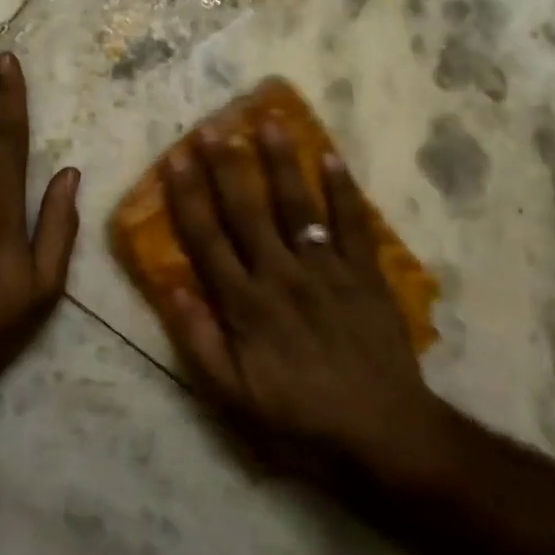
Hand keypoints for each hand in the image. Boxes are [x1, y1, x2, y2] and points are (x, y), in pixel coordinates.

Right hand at [159, 121, 445, 487]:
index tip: (176, 157)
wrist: (383, 432)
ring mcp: (327, 270)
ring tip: (269, 121)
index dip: (188, 195)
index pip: (207, 238)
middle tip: (212, 125)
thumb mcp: (234, 396)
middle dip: (226, 165)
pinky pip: (352, 224)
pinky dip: (343, 189)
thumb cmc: (300, 416)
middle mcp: (281, 275)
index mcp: (246, 304)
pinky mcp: (365, 274)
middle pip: (247, 210)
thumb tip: (171, 288)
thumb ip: (199, 341)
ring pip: (298, 206)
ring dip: (281, 162)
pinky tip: (331, 156)